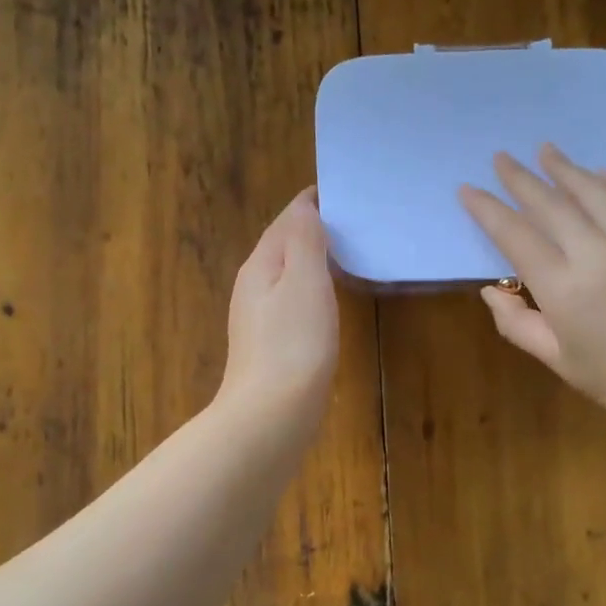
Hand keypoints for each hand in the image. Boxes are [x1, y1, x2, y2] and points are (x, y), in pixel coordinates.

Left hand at [217, 188, 339, 426]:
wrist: (271, 415)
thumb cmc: (293, 343)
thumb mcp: (303, 281)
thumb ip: (304, 240)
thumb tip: (304, 206)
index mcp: (260, 265)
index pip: (285, 220)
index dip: (310, 203)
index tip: (340, 191)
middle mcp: (254, 287)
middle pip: (282, 245)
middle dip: (311, 228)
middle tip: (350, 218)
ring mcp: (260, 318)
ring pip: (287, 274)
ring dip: (311, 258)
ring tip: (346, 250)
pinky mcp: (272, 345)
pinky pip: (293, 301)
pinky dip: (312, 288)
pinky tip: (328, 299)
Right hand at [459, 145, 605, 434]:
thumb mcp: (558, 360)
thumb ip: (516, 323)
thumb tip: (491, 290)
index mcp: (563, 289)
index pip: (515, 236)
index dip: (487, 210)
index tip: (467, 189)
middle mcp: (597, 254)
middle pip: (550, 204)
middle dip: (521, 178)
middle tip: (500, 157)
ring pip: (594, 192)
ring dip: (566, 168)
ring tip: (545, 150)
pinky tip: (601, 173)